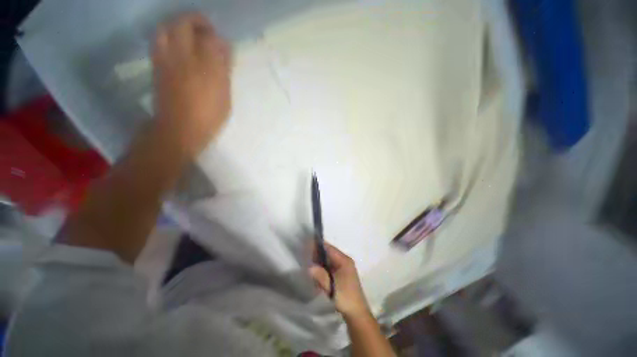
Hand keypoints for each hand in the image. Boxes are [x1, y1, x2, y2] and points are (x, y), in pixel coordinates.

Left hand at [152, 13, 231, 156]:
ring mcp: (166, 60)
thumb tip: (225, 50)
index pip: (210, 38)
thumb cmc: (209, 116)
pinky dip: (169, 37)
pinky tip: (178, 47)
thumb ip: (224, 71)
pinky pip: (159, 42)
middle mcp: (183, 57)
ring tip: (190, 36)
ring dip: (178, 26)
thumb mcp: (224, 97)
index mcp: (205, 67)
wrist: (179, 130)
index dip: (216, 36)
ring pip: (166, 29)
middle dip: (196, 21)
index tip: (223, 42)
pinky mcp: (157, 66)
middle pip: (183, 24)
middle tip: (206, 31)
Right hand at [309, 242, 370, 317]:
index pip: (329, 248)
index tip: (306, 248)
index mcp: (344, 260)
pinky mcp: (342, 273)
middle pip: (329, 252)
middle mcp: (345, 260)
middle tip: (306, 259)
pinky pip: (331, 266)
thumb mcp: (331, 287)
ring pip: (329, 259)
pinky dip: (324, 267)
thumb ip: (320, 276)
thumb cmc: (345, 298)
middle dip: (318, 255)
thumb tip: (309, 267)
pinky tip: (317, 273)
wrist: (357, 314)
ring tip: (310, 265)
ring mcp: (344, 267)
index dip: (318, 247)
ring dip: (320, 262)